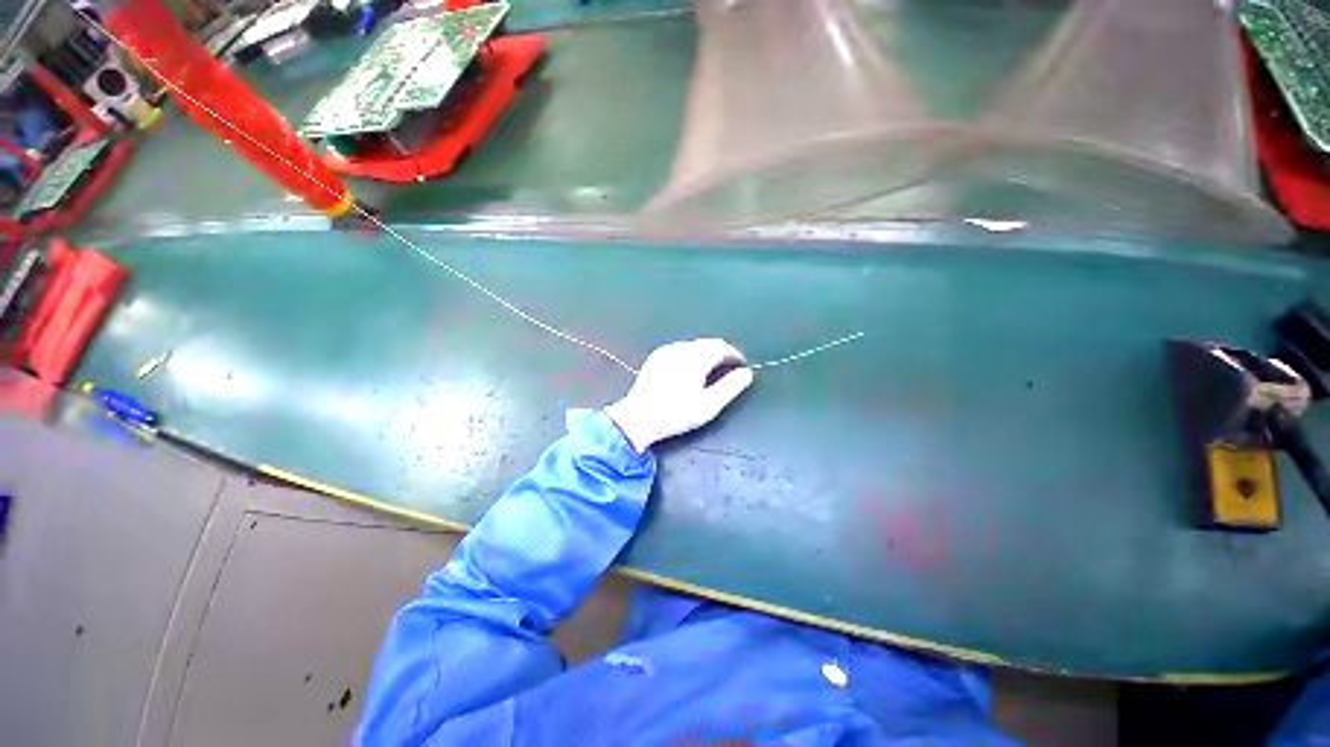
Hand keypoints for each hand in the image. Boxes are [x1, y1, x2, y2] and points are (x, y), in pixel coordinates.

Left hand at [605, 339, 754, 452]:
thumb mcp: (708, 406)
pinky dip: (692, 356)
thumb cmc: (675, 414)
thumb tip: (746, 373)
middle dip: (722, 354)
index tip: (742, 367)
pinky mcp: (656, 358)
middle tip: (730, 370)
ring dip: (707, 354)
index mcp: (694, 358)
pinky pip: (681, 350)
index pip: (721, 347)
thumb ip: (730, 387)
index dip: (735, 355)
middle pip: (708, 343)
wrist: (637, 419)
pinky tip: (691, 371)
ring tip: (713, 372)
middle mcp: (680, 349)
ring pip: (694, 345)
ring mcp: (666, 351)